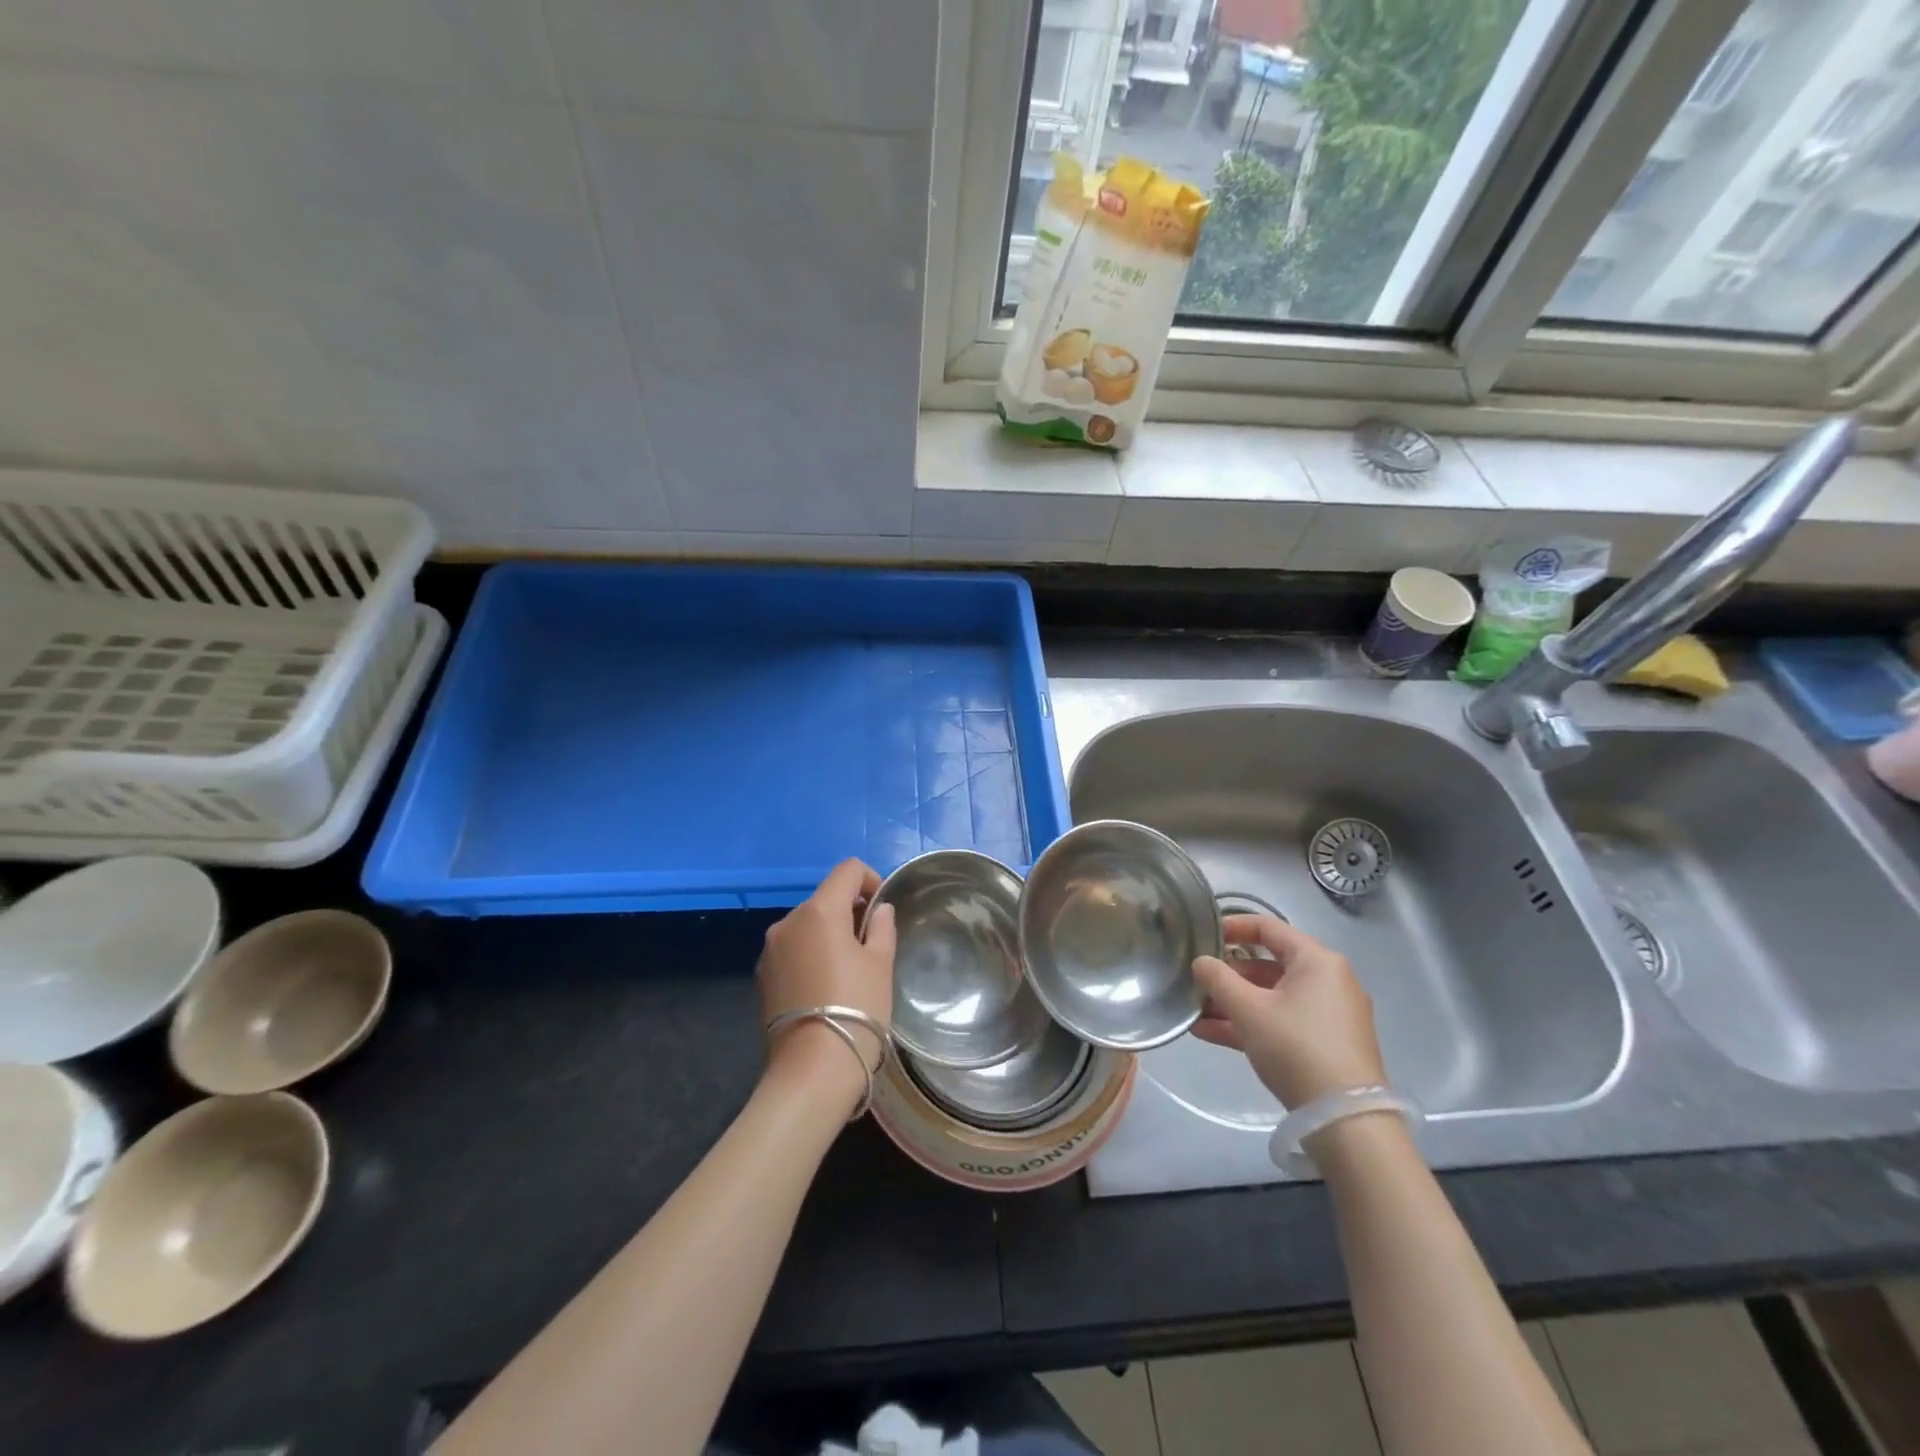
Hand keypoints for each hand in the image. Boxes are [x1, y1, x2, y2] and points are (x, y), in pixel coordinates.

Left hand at [759, 860, 896, 1093]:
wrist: (811, 1071)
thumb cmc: (856, 1009)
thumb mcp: (880, 965)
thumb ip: (881, 928)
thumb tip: (878, 910)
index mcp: (819, 911)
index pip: (848, 870)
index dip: (871, 880)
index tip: (882, 910)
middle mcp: (788, 921)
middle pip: (825, 898)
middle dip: (850, 911)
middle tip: (871, 945)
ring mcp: (770, 950)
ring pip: (807, 925)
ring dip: (829, 934)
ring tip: (848, 970)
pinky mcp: (762, 976)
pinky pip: (792, 950)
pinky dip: (810, 954)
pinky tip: (824, 987)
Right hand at [1190, 914, 1386, 1108]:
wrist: (1346, 1120)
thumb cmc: (1296, 1047)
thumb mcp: (1248, 1009)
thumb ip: (1218, 979)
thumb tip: (1201, 962)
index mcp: (1317, 960)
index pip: (1269, 928)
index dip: (1233, 927)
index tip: (1204, 935)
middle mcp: (1329, 981)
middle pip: (1269, 965)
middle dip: (1229, 975)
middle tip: (1196, 981)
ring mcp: (1331, 1015)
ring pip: (1273, 997)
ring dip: (1234, 1003)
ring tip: (1195, 1012)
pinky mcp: (1328, 1044)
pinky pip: (1283, 1021)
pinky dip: (1252, 1023)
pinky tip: (1211, 1033)